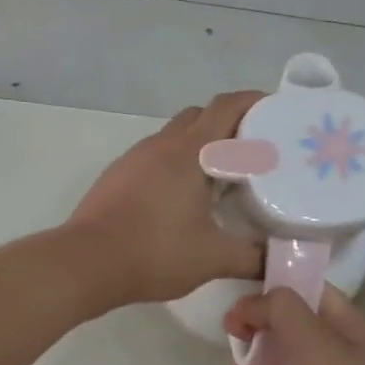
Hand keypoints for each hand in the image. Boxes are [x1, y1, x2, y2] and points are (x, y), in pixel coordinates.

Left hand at [65, 91, 265, 306]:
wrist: (86, 263)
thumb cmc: (154, 252)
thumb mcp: (213, 258)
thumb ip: (252, 257)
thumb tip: (278, 260)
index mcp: (188, 151)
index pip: (225, 107)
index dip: (253, 101)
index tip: (277, 111)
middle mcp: (160, 145)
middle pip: (199, 116)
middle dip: (228, 123)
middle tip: (253, 149)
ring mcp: (133, 159)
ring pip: (173, 137)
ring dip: (199, 146)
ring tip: (221, 176)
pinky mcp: (116, 177)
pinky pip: (153, 157)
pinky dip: (174, 164)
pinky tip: (182, 197)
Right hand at [224, 286, 364, 364]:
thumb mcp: (312, 343)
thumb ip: (280, 309)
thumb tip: (251, 304)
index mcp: (351, 326)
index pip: (309, 289)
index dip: (274, 284)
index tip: (239, 290)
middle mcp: (338, 350)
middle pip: (291, 320)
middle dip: (260, 317)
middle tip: (232, 325)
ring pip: (280, 352)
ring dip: (256, 347)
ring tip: (236, 350)